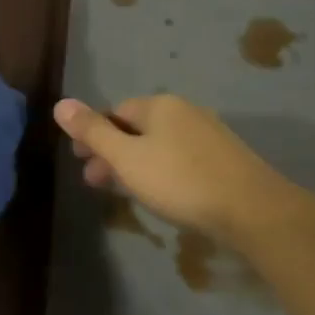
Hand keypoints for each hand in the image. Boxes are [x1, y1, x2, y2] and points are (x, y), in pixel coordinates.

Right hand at [53, 93, 314, 245]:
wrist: (254, 211)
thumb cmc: (181, 181)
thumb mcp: (127, 158)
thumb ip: (92, 132)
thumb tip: (60, 104)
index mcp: (159, 105)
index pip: (115, 112)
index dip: (93, 135)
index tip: (80, 162)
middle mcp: (185, 111)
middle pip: (136, 127)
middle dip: (112, 152)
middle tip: (94, 181)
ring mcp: (208, 134)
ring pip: (159, 145)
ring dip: (135, 164)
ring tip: (124, 192)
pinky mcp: (225, 159)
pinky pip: (180, 158)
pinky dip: (160, 171)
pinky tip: (161, 194)